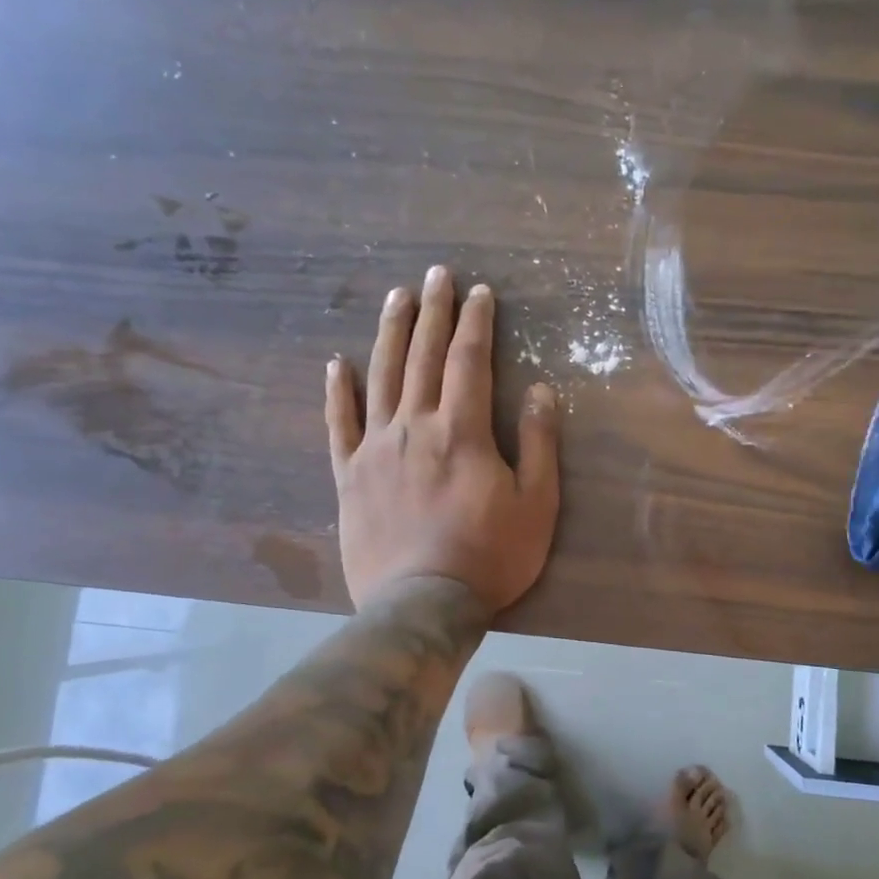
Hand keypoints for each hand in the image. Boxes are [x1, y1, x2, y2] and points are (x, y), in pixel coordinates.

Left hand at [325, 266, 559, 612]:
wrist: (422, 604)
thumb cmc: (489, 556)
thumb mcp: (536, 504)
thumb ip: (539, 443)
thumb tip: (541, 390)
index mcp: (462, 431)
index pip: (469, 361)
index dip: (476, 323)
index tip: (479, 292)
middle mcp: (414, 427)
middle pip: (423, 357)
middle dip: (433, 312)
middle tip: (436, 275)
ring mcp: (376, 449)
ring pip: (381, 377)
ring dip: (390, 334)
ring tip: (396, 297)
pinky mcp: (349, 476)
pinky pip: (339, 425)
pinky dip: (338, 392)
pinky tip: (337, 364)